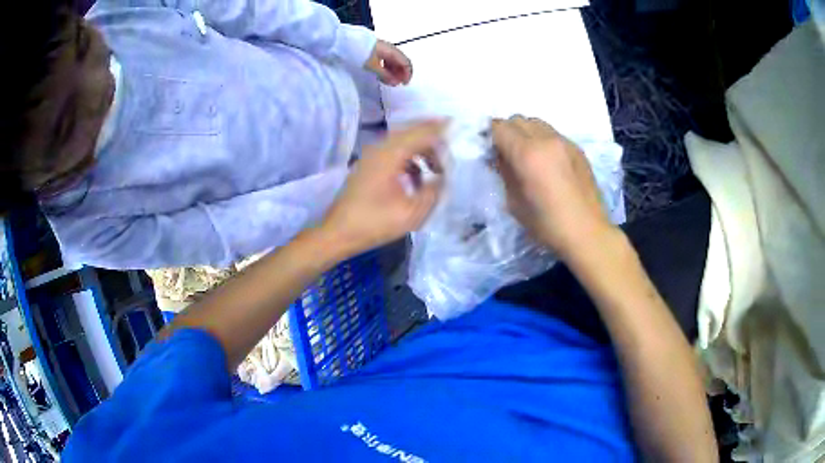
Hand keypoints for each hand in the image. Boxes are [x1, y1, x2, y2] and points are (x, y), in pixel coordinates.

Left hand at [320, 120, 444, 255]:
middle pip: (411, 132)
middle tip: (449, 154)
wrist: (339, 232)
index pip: (421, 132)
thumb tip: (443, 178)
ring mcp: (372, 156)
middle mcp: (380, 148)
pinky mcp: (369, 166)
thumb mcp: (412, 212)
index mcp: (391, 154)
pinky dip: (410, 161)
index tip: (457, 126)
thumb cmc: (375, 223)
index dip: (440, 128)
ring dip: (422, 152)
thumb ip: (433, 191)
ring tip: (436, 171)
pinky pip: (394, 154)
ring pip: (403, 143)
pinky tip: (417, 181)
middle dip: (433, 140)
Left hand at [365, 40, 412, 85]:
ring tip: (389, 80)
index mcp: (392, 51)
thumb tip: (395, 83)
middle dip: (401, 73)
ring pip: (394, 60)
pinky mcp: (377, 49)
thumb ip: (385, 75)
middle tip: (396, 83)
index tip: (404, 84)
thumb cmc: (361, 54)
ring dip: (394, 71)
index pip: (405, 62)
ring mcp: (384, 48)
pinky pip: (387, 59)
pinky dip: (388, 67)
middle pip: (401, 61)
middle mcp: (390, 48)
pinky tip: (382, 73)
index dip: (407, 74)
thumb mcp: (373, 66)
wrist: (347, 42)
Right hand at [491, 116, 614, 259]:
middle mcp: (546, 140)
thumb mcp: (514, 202)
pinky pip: (553, 134)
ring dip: (526, 133)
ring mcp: (565, 142)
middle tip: (507, 153)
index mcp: (527, 154)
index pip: (500, 127)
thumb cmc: (547, 224)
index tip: (489, 150)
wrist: (587, 233)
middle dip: (507, 132)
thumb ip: (504, 172)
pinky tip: (547, 162)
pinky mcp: (577, 149)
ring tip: (528, 155)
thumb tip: (499, 157)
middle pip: (518, 119)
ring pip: (537, 123)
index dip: (490, 136)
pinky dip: (543, 140)